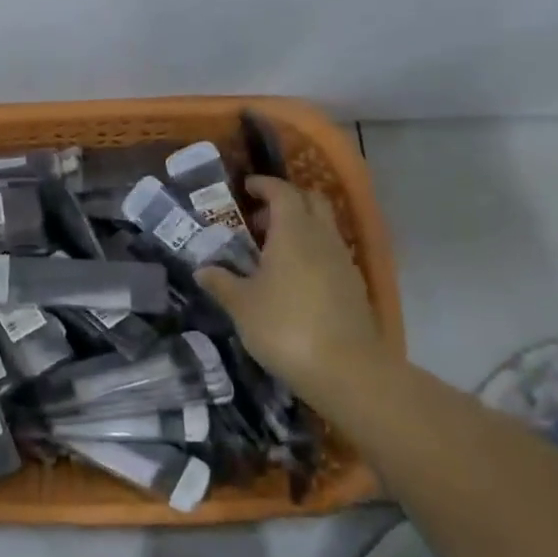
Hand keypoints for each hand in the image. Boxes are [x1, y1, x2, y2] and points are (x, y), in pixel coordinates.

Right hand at [196, 176, 384, 401]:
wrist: (347, 370)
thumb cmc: (285, 327)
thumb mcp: (242, 306)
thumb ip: (221, 282)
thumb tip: (202, 269)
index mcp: (293, 232)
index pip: (282, 192)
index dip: (264, 185)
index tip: (245, 187)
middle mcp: (322, 237)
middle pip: (311, 201)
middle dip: (286, 201)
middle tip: (257, 218)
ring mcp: (343, 261)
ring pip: (324, 227)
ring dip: (300, 227)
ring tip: (271, 251)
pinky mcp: (354, 286)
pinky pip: (331, 252)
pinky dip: (312, 251)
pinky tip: (293, 278)